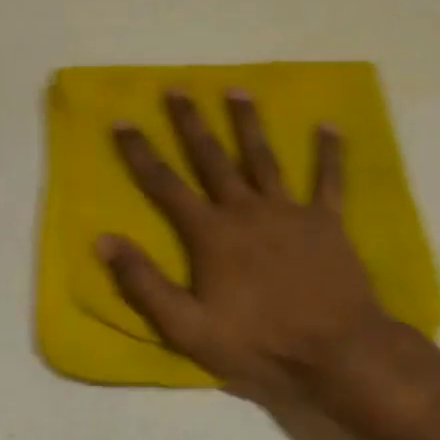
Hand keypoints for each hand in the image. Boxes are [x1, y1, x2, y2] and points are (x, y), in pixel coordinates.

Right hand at [98, 91, 390, 405]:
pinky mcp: (327, 222)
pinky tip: (329, 125)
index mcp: (211, 234)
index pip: (166, 185)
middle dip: (191, 123)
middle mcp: (247, 210)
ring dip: (248, 123)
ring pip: (263, 157)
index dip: (141, 153)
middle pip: (212, 159)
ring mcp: (290, 211)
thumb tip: (103, 240)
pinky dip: (329, 153)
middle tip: (177, 88)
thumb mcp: (188, 328)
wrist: (336, 352)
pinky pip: (329, 180)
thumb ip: (145, 283)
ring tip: (236, 89)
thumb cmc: (259, 344)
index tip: (122, 120)